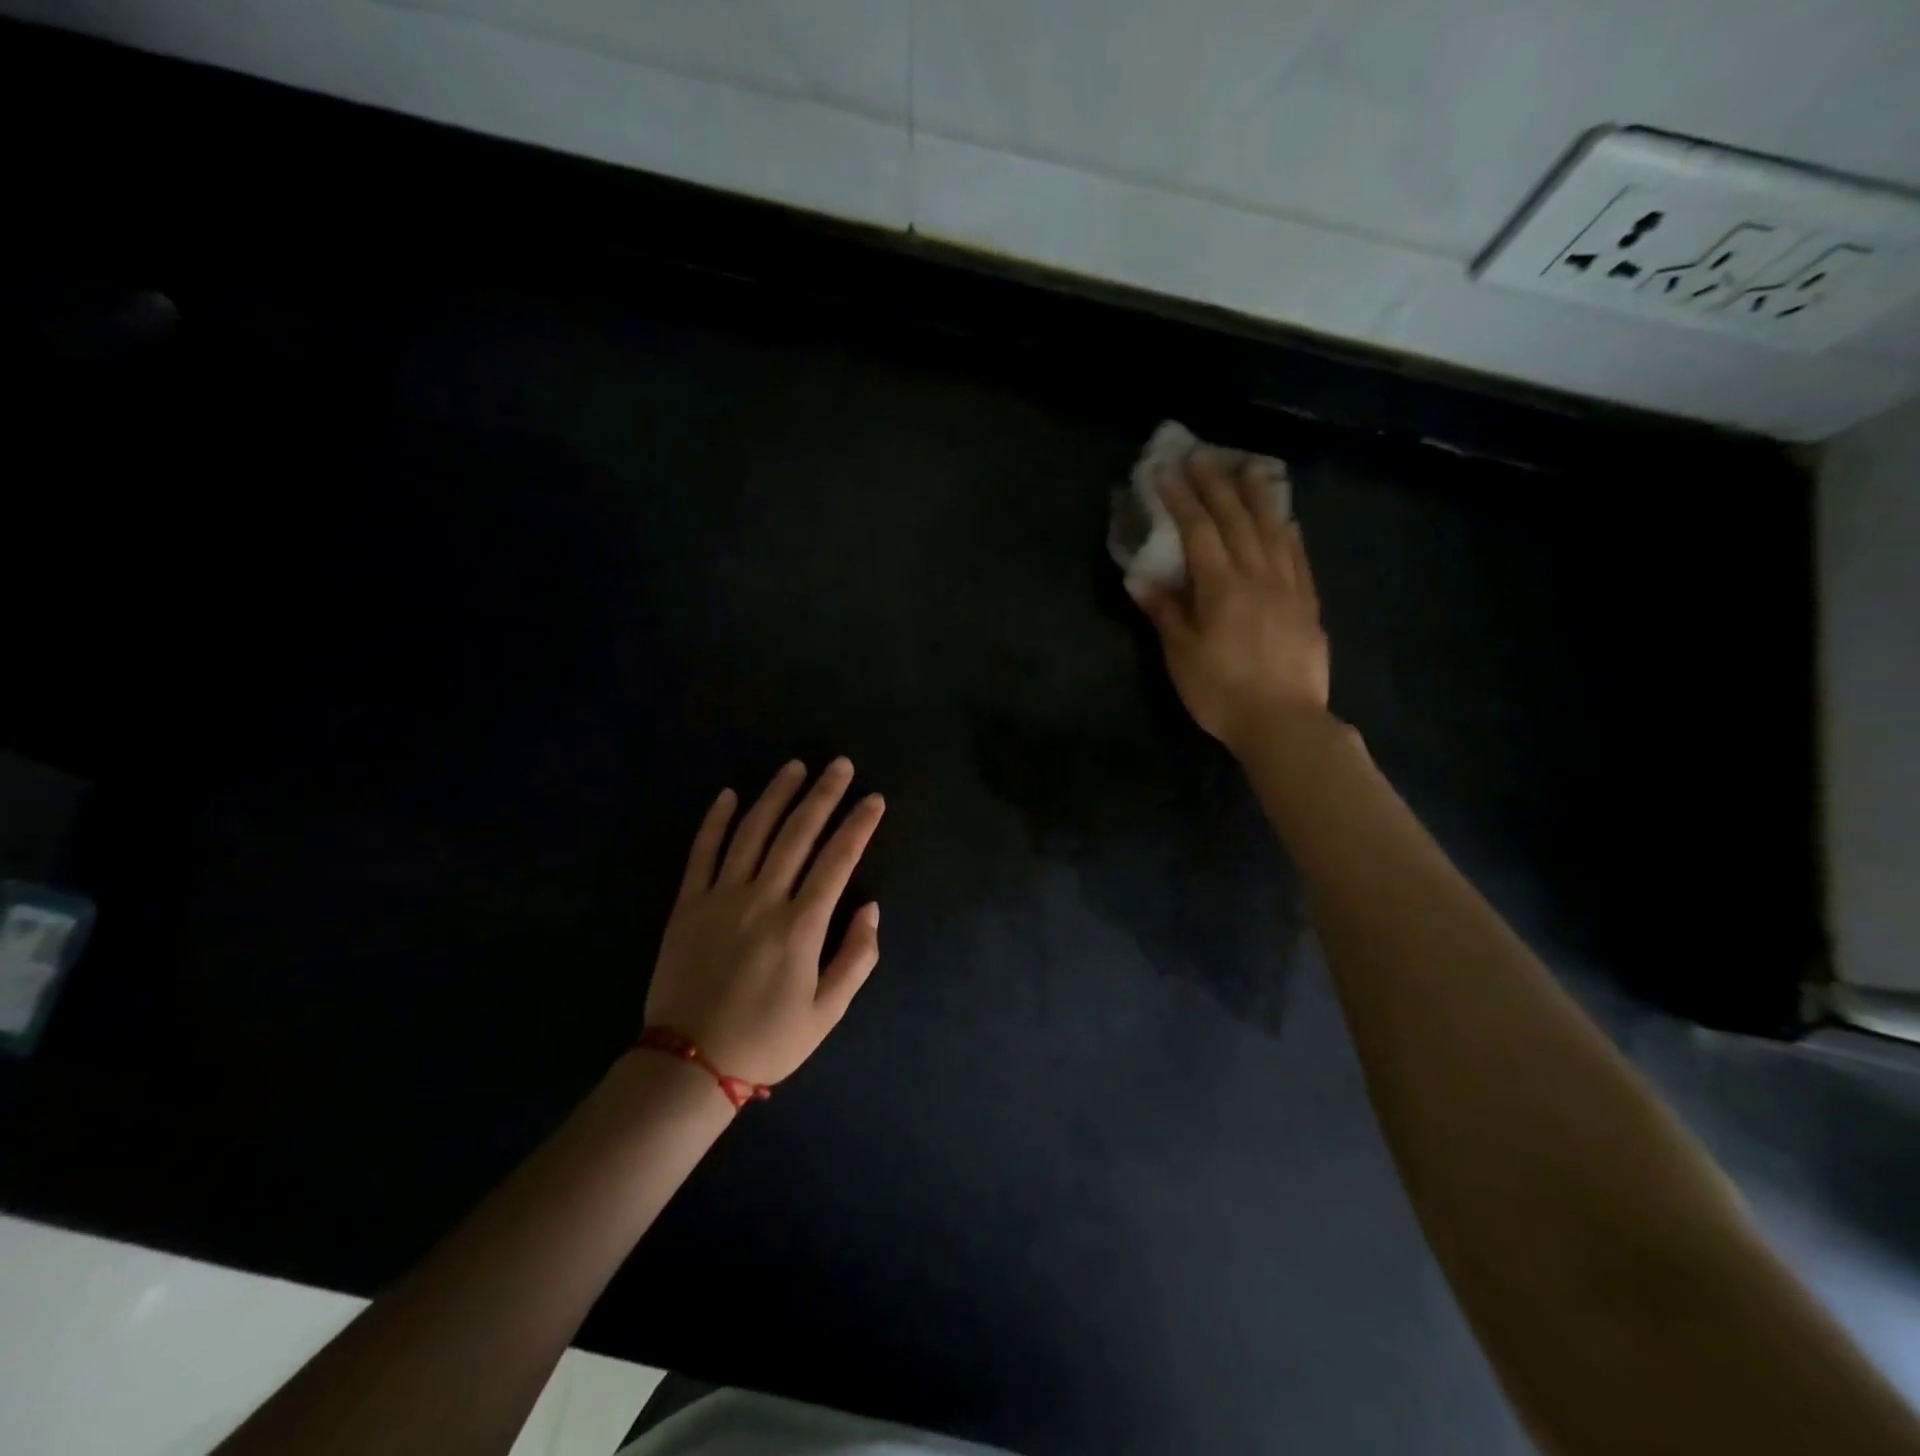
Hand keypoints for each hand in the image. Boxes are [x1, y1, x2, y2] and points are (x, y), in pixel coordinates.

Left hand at [645, 759, 884, 1086]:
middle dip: (823, 795)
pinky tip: (730, 794)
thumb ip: (856, 958)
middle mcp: (762, 900)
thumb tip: (871, 908)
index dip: (858, 826)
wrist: (688, 1064)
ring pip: (752, 832)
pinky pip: (702, 852)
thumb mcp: (826, 1013)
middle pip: (797, 834)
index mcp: (800, 926)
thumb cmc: (766, 1040)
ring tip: (795, 767)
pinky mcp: (687, 904)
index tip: (874, 799)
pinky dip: (716, 820)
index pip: (837, 860)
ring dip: (775, 795)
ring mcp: (720, 897)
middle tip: (840, 765)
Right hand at [1130, 450, 1329, 756]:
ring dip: (1257, 495)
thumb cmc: (1221, 692)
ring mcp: (1289, 587)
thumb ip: (1163, 611)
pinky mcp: (1308, 604)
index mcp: (1221, 586)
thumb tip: (1139, 576)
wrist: (1284, 723)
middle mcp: (1258, 575)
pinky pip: (1298, 555)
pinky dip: (1288, 531)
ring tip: (1247, 468)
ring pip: (1273, 529)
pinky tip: (1286, 519)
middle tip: (1201, 457)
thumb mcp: (1181, 655)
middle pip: (1237, 519)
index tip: (1165, 470)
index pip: (1199, 530)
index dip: (1181, 498)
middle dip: (1216, 484)